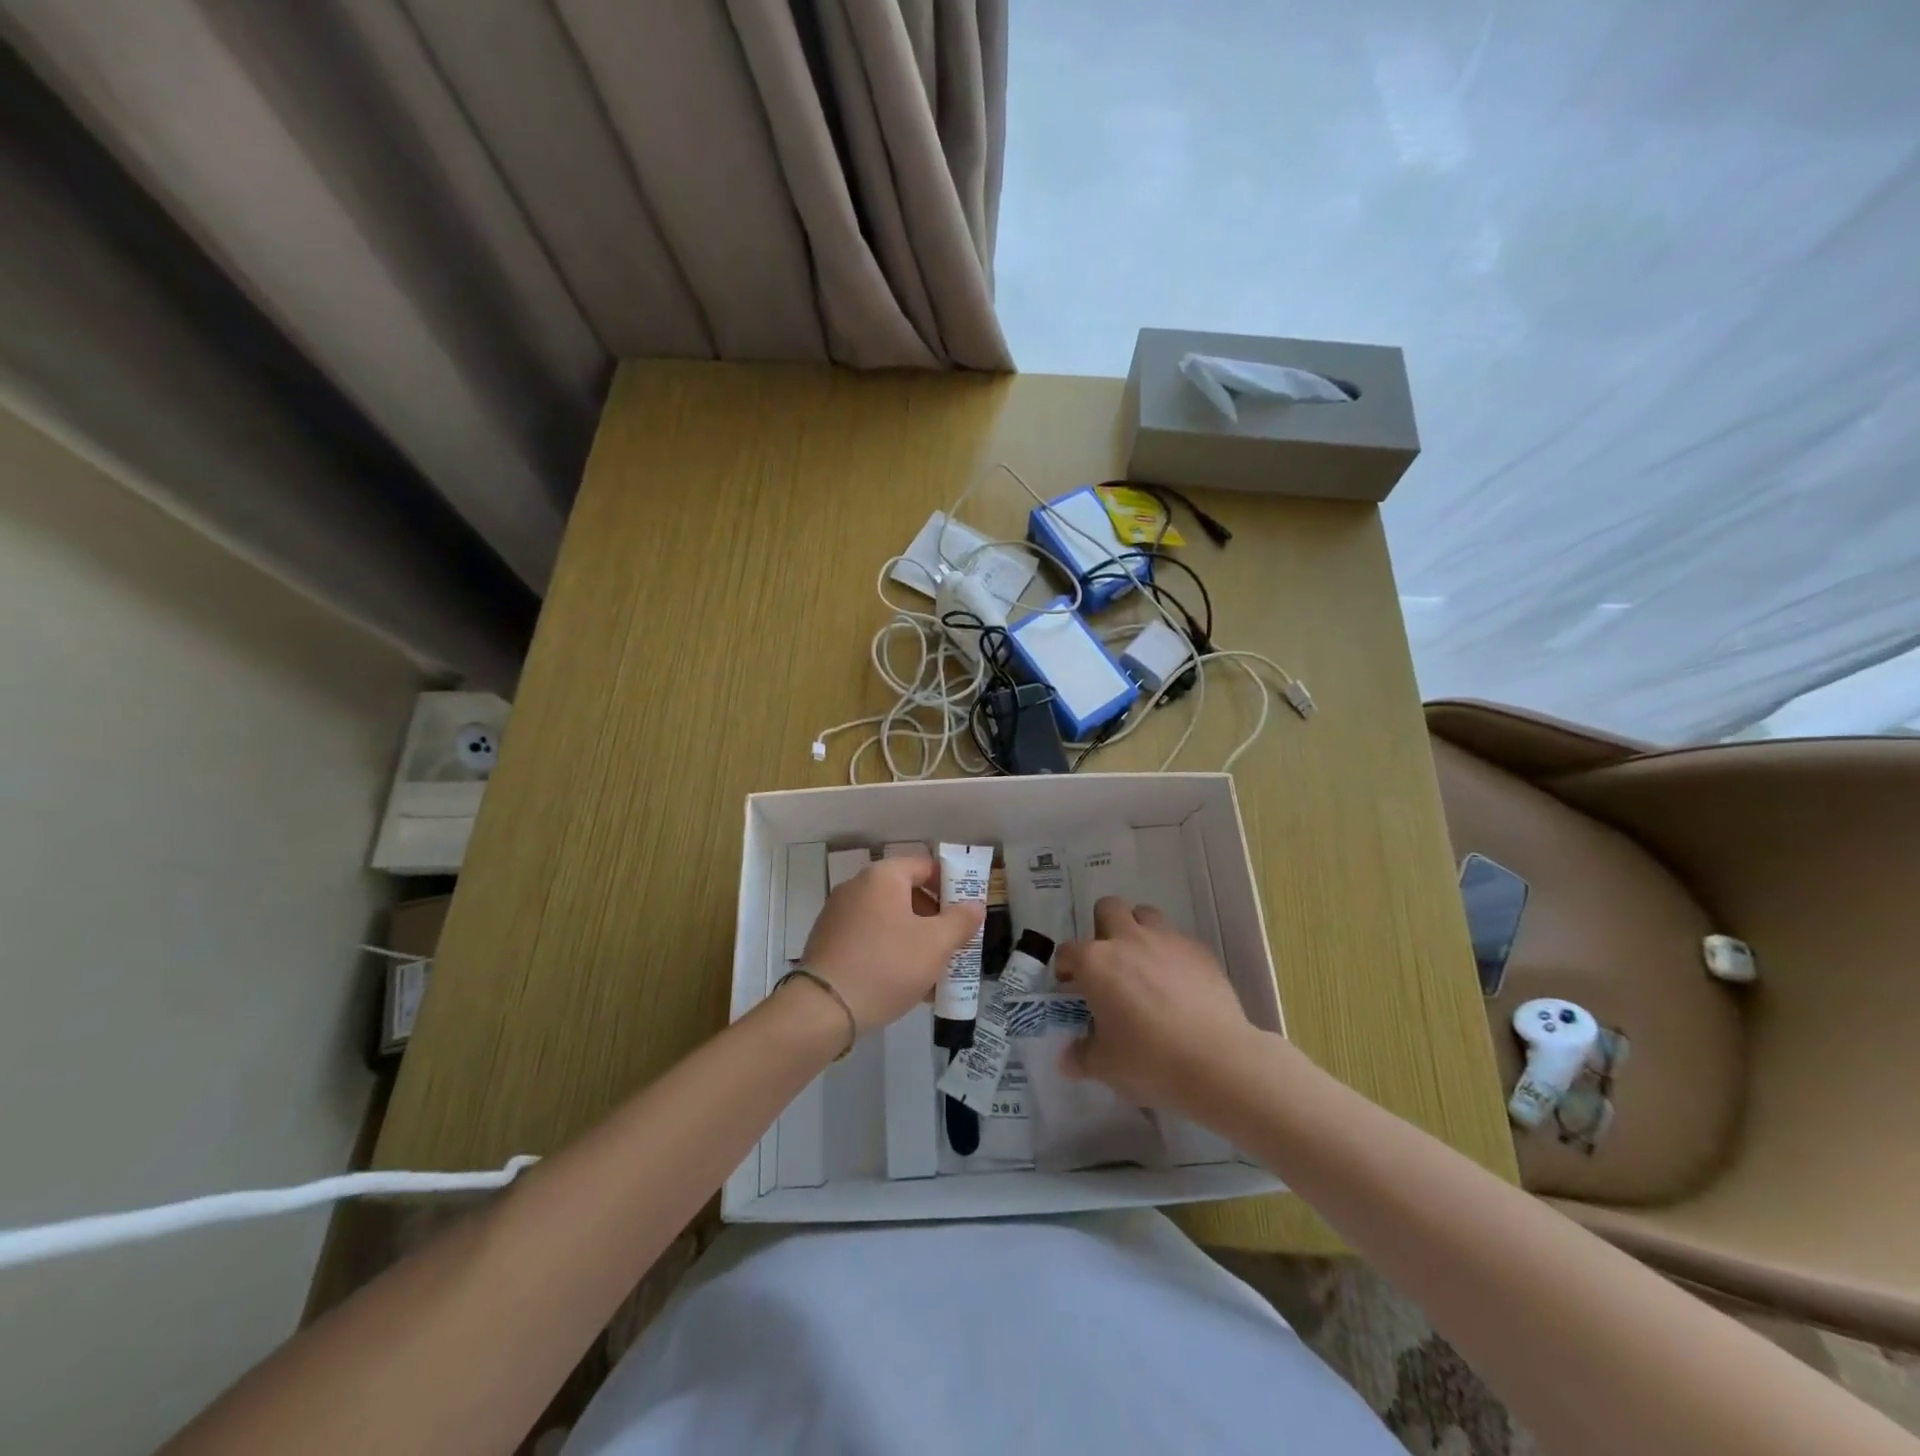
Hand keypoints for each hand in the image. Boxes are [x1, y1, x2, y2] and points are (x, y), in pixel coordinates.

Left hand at [801, 854, 983, 1032]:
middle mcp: (856, 887)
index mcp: (882, 877)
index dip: (951, 885)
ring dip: (914, 939)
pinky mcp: (828, 942)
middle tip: (954, 944)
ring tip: (934, 971)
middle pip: (906, 893)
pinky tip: (905, 983)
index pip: (925, 866)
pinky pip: (869, 939)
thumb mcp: (935, 944)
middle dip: (934, 918)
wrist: (823, 1009)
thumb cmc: (887, 965)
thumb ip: (960, 921)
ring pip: (888, 920)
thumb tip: (974, 905)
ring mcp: (838, 915)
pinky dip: (890, 952)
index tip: (967, 912)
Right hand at [1056, 896, 1260, 1114]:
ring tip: (1144, 966)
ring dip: (1138, 931)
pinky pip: (1178, 939)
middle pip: (1108, 908)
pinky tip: (1178, 984)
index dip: (1066, 968)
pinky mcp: (1199, 950)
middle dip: (1103, 928)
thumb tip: (1068, 1057)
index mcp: (1095, 962)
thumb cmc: (1149, 1059)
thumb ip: (1080, 1055)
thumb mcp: (1104, 1066)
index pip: (1068, 951)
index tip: (1071, 987)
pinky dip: (1171, 954)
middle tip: (1109, 963)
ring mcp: (1166, 940)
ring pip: (1145, 915)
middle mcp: (1128, 939)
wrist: (1217, 1061)